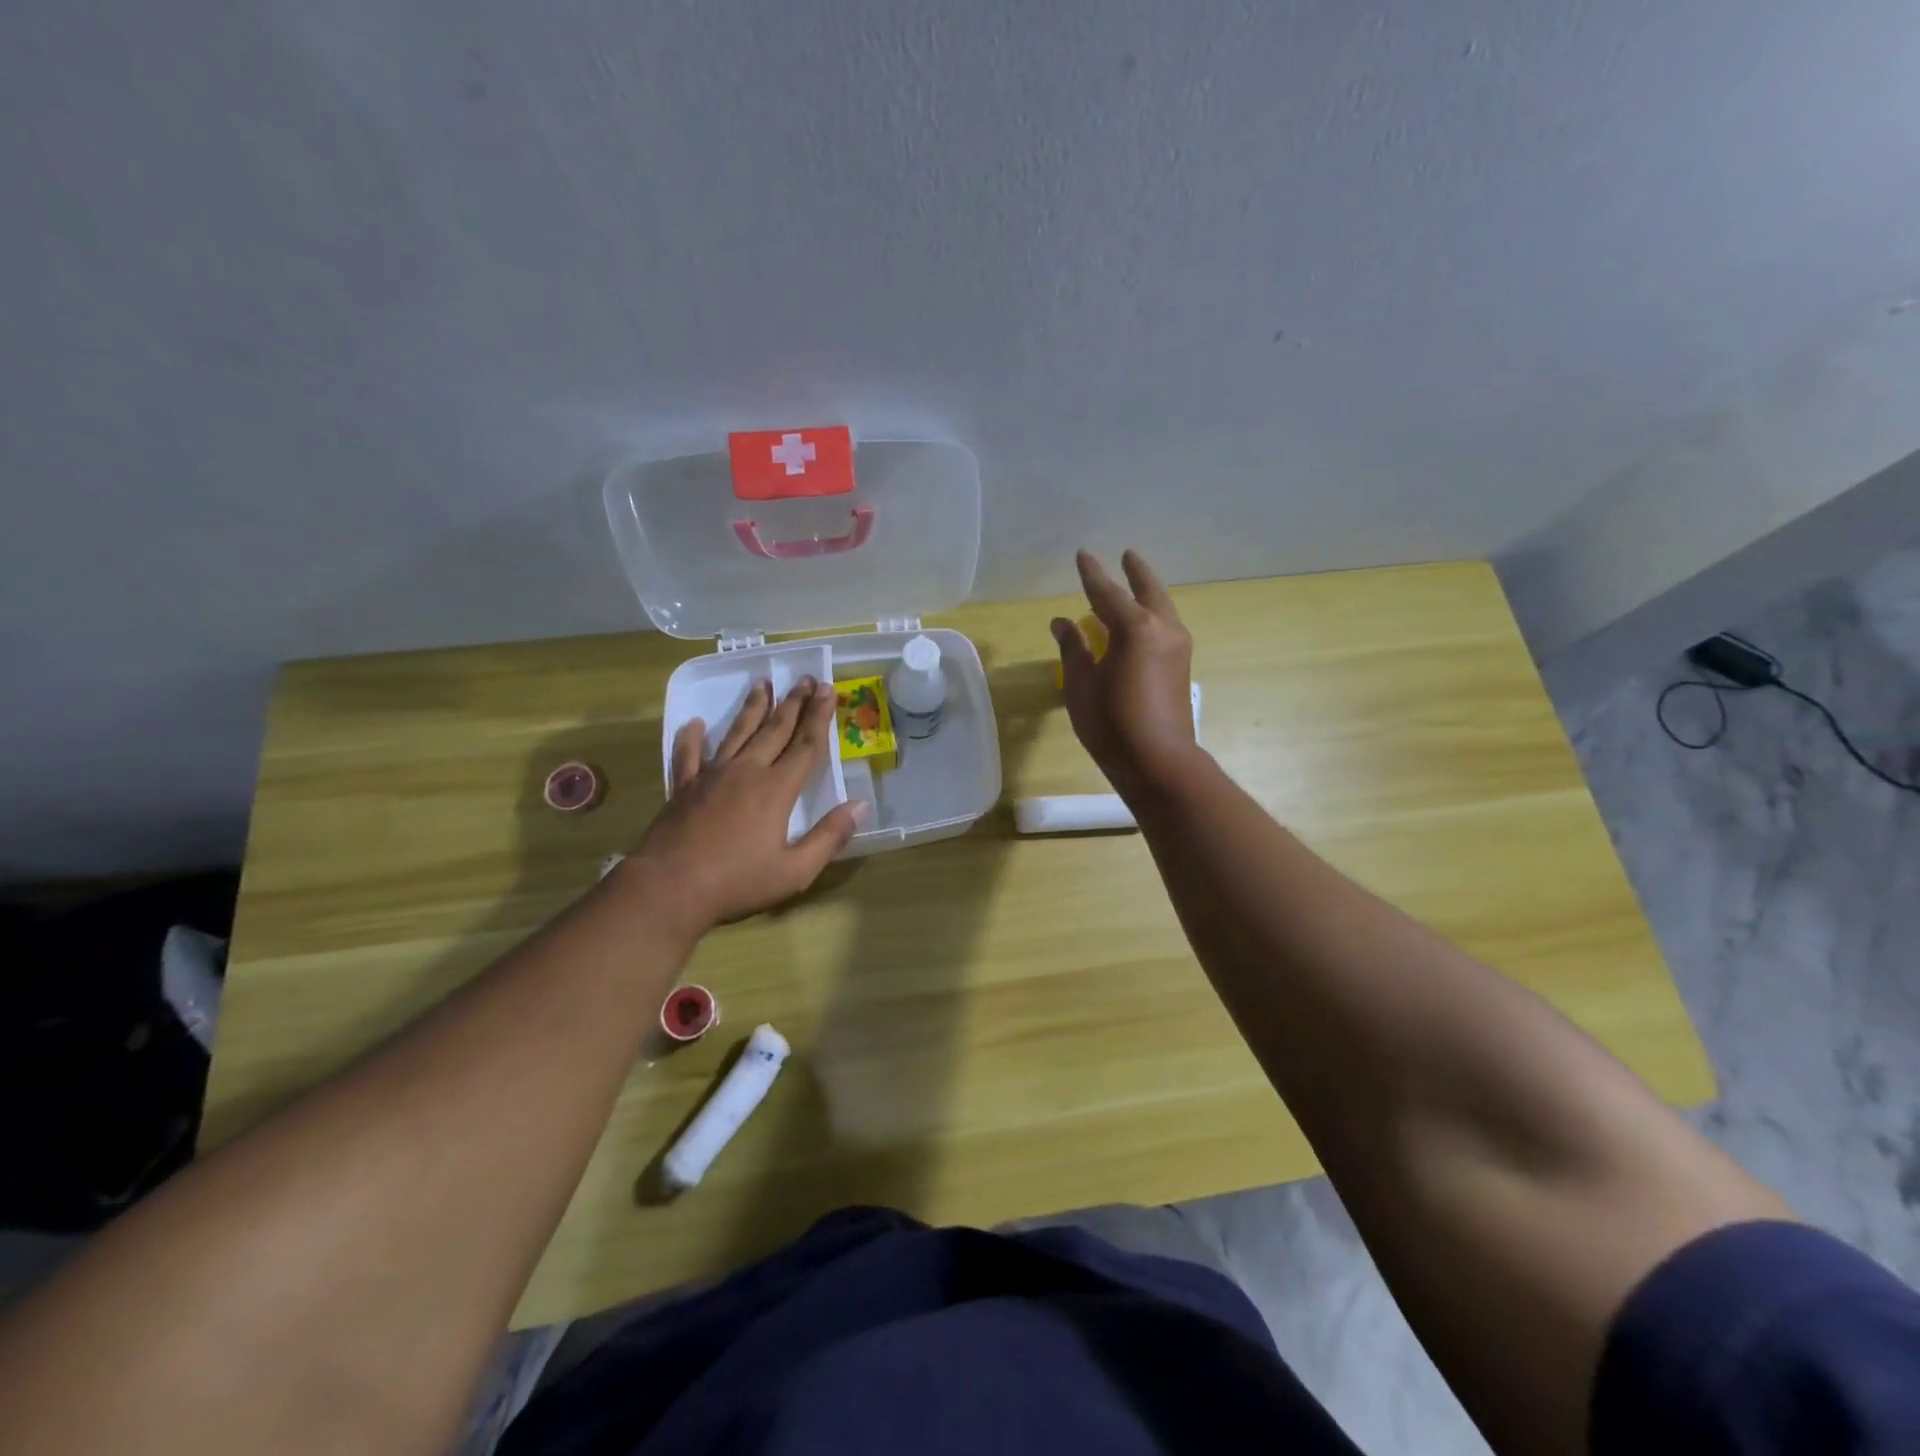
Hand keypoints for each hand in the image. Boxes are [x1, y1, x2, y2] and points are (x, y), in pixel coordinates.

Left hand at [628, 678, 862, 931]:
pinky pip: (688, 755)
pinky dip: (692, 738)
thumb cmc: (736, 882)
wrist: (669, 888)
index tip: (829, 690)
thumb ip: (829, 836)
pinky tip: (695, 724)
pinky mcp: (684, 788)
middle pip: (775, 730)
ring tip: (763, 684)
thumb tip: (861, 805)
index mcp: (776, 789)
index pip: (806, 746)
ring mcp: (711, 776)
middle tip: (806, 679)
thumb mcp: (795, 870)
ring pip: (737, 733)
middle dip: (794, 703)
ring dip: (753, 708)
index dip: (820, 717)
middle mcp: (747, 772)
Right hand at [1053, 549, 1200, 801]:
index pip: (1107, 593)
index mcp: (1135, 628)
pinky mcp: (1182, 667)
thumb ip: (1073, 649)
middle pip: (1147, 592)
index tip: (1083, 555)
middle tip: (1127, 555)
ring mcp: (1177, 648)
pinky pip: (1165, 627)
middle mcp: (1162, 629)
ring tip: (1134, 586)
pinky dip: (1152, 615)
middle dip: (1135, 572)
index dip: (1092, 574)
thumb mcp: (1081, 685)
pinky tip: (1142, 624)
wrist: (1159, 762)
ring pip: (1162, 608)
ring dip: (1147, 593)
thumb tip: (1063, 622)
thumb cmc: (1112, 723)